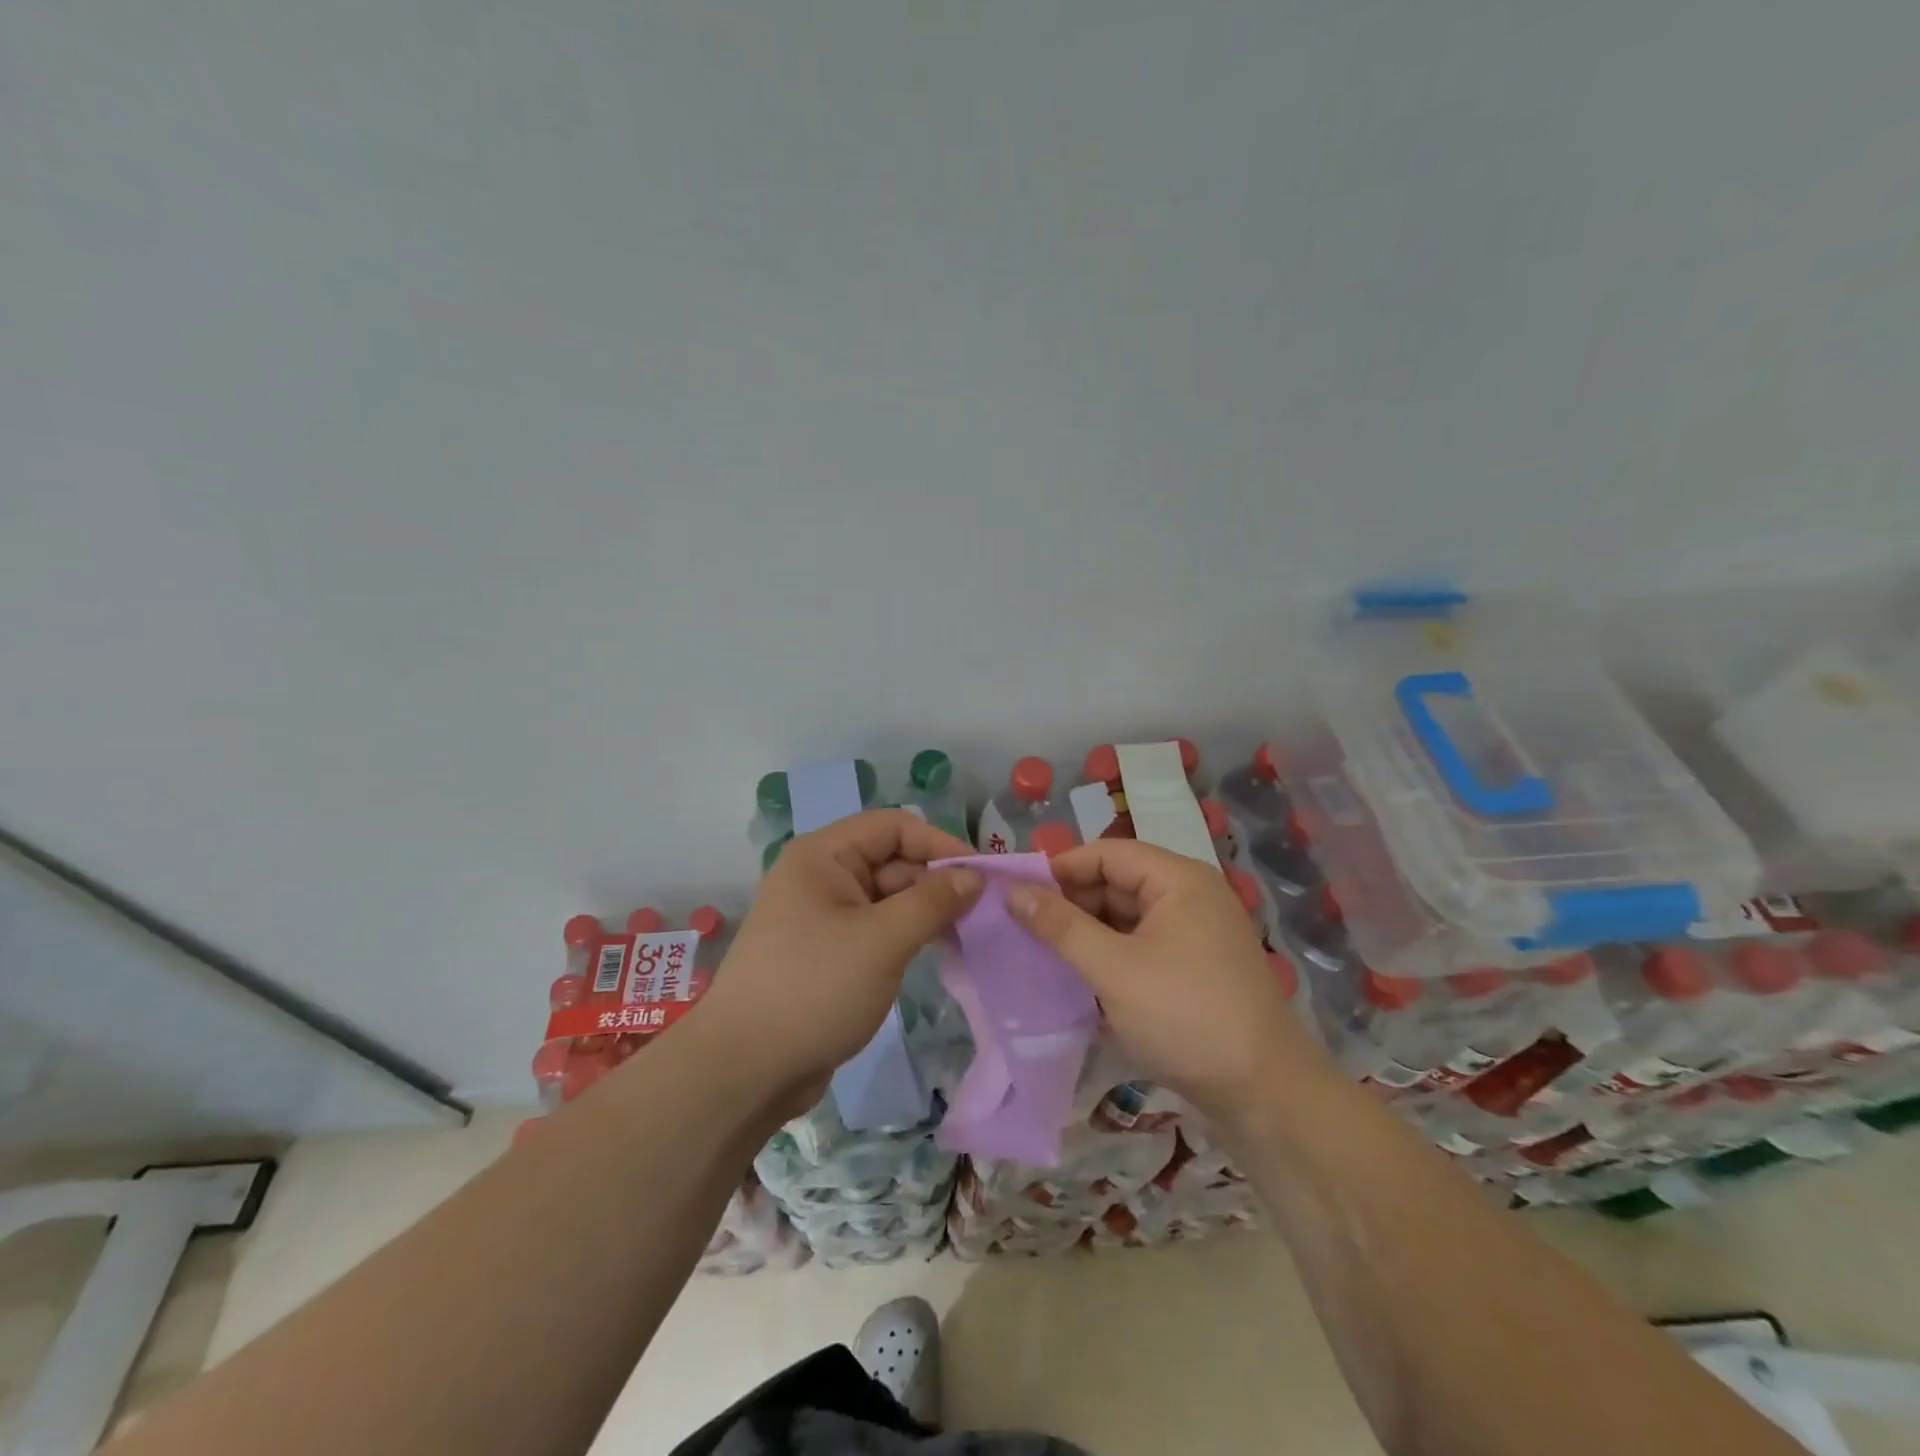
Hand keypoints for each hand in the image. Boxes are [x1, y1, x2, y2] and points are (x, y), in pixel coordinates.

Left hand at [690, 810, 980, 1116]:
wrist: (745, 1070)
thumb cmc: (814, 989)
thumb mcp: (882, 940)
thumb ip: (933, 901)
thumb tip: (975, 875)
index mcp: (823, 856)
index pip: (893, 827)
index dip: (939, 843)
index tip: (983, 875)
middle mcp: (821, 877)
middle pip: (892, 861)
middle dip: (936, 882)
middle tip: (983, 913)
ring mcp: (823, 916)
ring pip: (887, 898)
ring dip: (925, 912)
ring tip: (969, 934)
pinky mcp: (828, 952)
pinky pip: (877, 929)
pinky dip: (906, 936)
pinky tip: (937, 952)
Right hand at [1007, 839, 1318, 1123]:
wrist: (1265, 1095)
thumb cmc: (1186, 1017)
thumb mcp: (1113, 969)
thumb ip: (1061, 927)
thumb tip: (1014, 892)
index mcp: (1178, 880)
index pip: (1107, 853)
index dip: (1060, 868)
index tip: (1016, 893)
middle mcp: (1190, 896)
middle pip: (1117, 882)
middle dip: (1071, 903)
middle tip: (1024, 929)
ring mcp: (1195, 934)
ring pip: (1127, 917)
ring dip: (1087, 932)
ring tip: (1042, 954)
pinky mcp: (1194, 968)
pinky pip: (1141, 946)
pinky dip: (1109, 956)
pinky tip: (1079, 978)